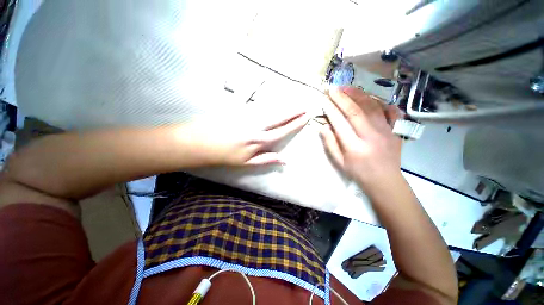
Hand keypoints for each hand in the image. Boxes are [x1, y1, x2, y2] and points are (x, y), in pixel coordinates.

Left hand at [181, 110, 308, 166]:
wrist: (201, 142)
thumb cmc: (225, 155)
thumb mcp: (247, 163)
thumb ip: (267, 159)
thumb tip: (285, 161)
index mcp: (259, 140)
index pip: (283, 130)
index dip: (296, 124)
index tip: (306, 117)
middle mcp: (257, 125)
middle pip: (280, 117)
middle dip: (294, 112)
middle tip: (306, 106)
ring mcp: (248, 115)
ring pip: (271, 109)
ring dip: (284, 105)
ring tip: (295, 103)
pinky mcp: (240, 109)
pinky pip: (259, 104)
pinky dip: (269, 101)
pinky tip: (275, 100)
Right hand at [319, 87, 401, 190]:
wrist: (385, 180)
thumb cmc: (358, 172)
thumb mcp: (339, 161)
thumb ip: (330, 143)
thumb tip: (323, 126)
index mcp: (354, 147)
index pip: (340, 122)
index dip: (331, 109)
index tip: (324, 99)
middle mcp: (370, 136)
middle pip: (355, 111)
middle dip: (342, 98)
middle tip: (333, 88)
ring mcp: (386, 131)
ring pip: (372, 107)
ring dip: (359, 95)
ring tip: (348, 88)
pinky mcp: (396, 130)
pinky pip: (390, 111)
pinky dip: (381, 102)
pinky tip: (371, 97)